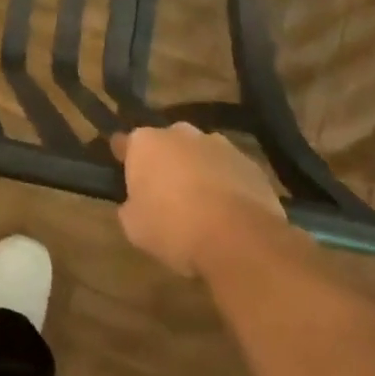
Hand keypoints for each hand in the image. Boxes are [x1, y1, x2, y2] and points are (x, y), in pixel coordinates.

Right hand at [111, 124, 285, 276]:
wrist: (241, 241)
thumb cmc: (175, 229)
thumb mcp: (134, 226)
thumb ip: (130, 206)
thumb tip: (137, 202)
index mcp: (145, 142)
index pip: (124, 143)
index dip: (123, 159)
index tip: (124, 175)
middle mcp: (180, 133)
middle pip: (165, 144)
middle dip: (164, 162)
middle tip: (164, 193)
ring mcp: (219, 145)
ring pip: (199, 154)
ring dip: (196, 171)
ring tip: (201, 205)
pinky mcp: (251, 164)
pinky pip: (228, 171)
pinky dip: (225, 184)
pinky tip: (228, 213)